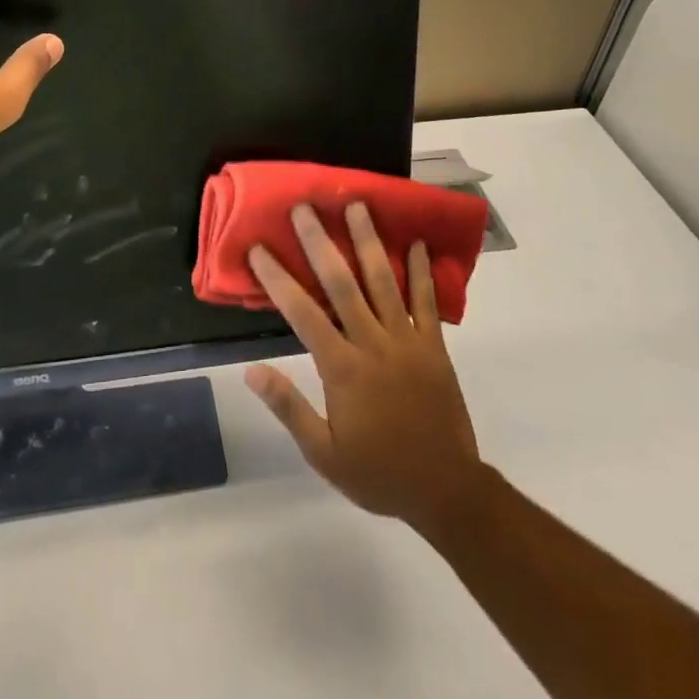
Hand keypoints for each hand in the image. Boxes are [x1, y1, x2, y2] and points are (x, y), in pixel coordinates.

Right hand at [245, 203, 487, 533]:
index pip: (302, 313)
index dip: (277, 278)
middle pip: (341, 283)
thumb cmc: (378, 473)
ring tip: (357, 206)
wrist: (447, 491)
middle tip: (305, 207)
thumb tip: (251, 371)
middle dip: (320, 242)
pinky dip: (423, 272)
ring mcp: (407, 341)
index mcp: (342, 368)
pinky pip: (427, 302)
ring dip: (368, 241)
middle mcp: (372, 343)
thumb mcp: (323, 453)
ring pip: (384, 281)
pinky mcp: (434, 346)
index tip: (258, 248)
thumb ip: (289, 408)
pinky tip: (418, 243)